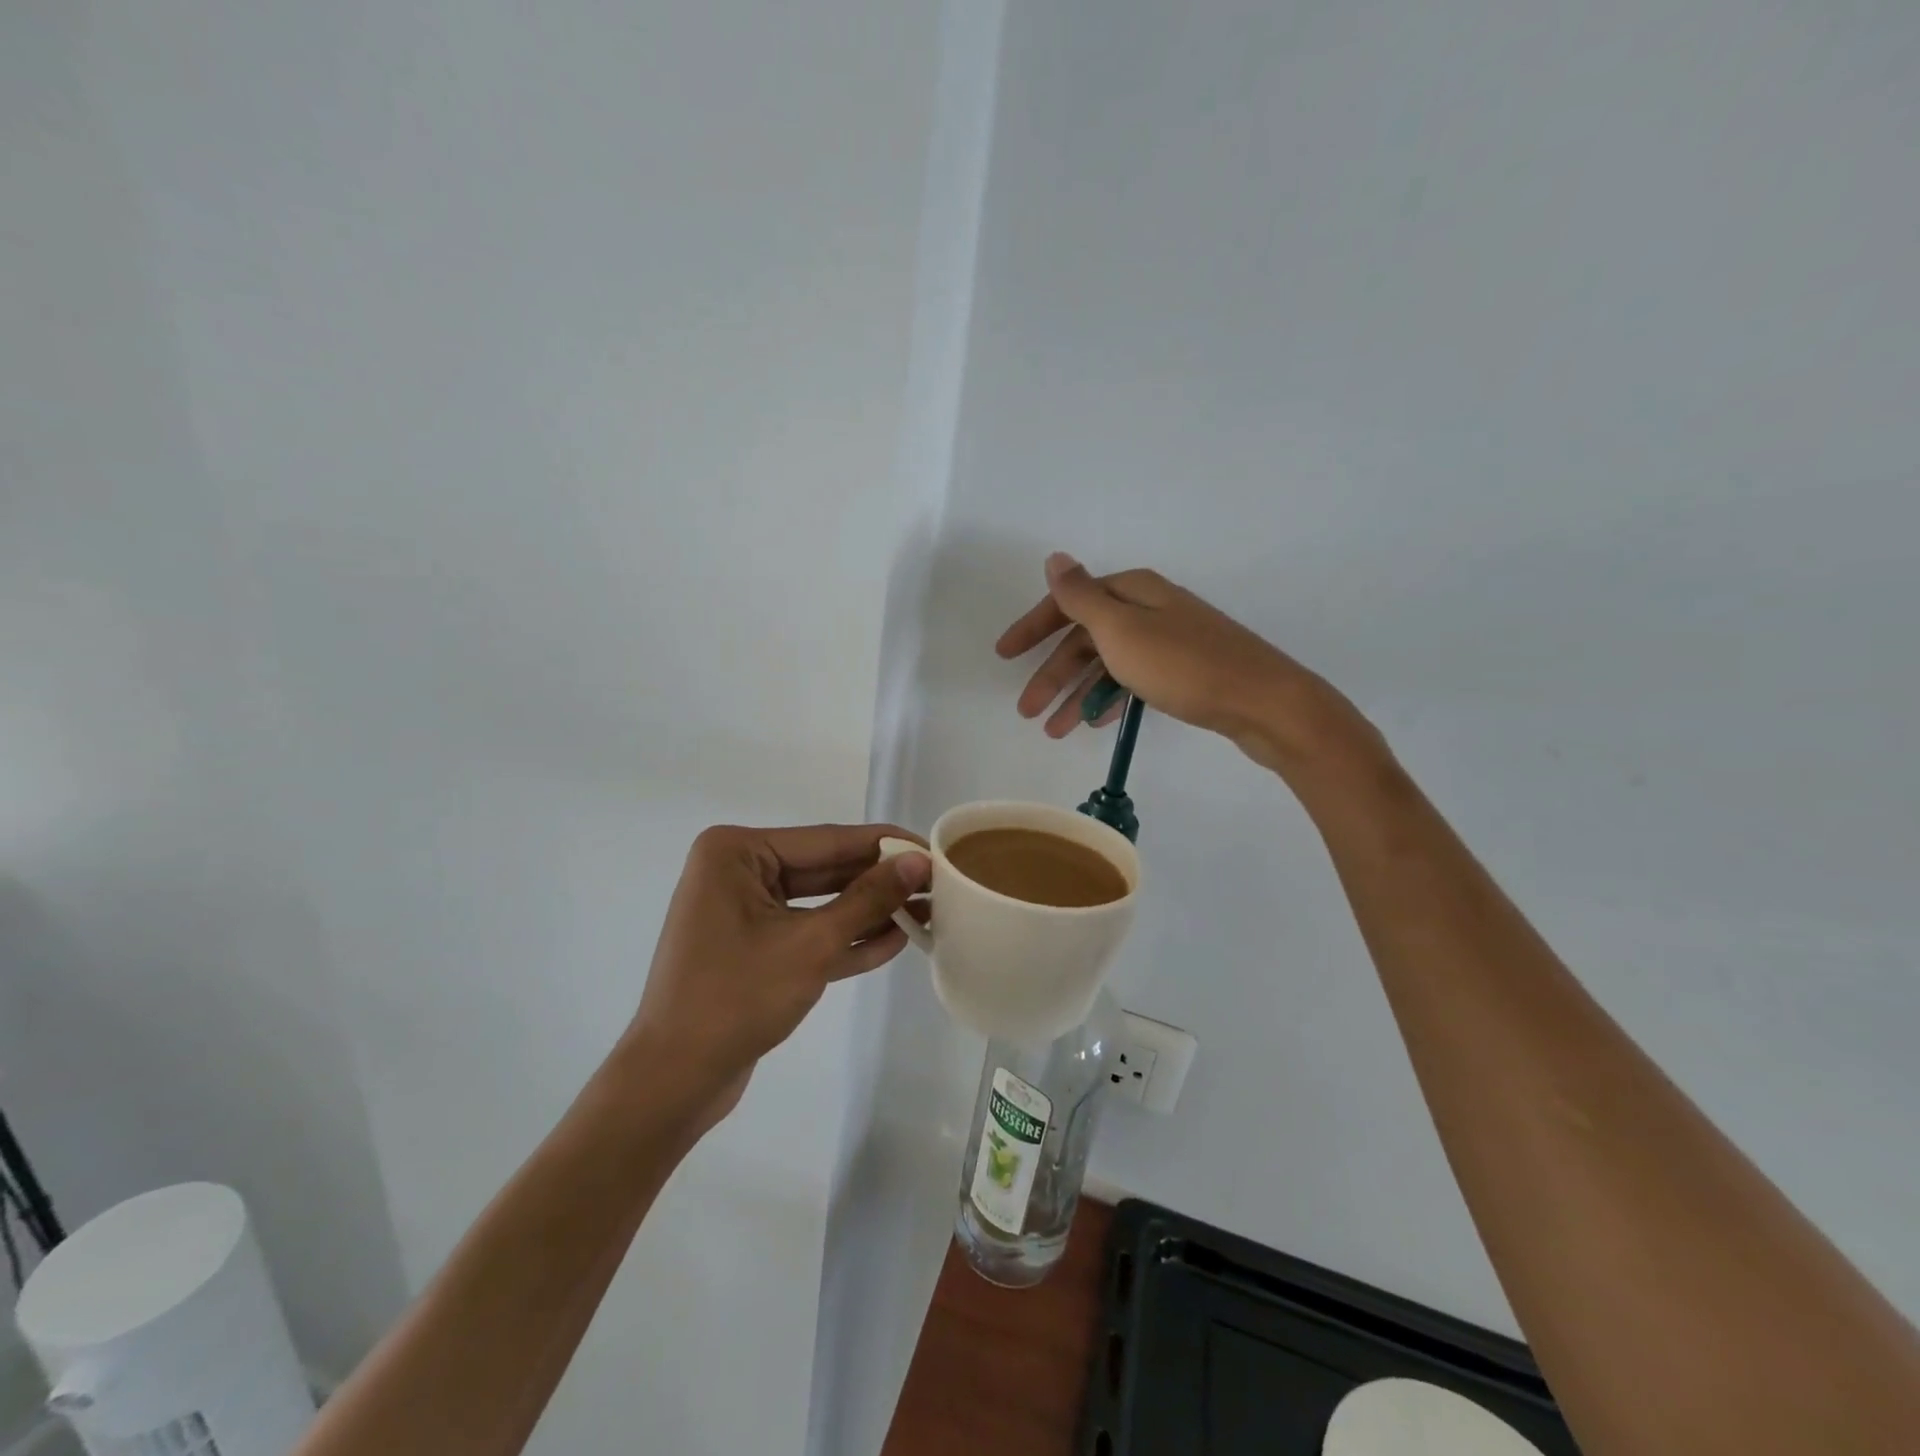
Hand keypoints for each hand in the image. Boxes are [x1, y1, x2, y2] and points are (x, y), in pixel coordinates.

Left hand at [624, 824, 929, 1131]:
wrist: (674, 1082)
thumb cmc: (736, 999)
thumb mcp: (811, 944)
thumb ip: (868, 900)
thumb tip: (917, 861)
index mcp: (737, 852)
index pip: (827, 840)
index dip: (884, 846)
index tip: (933, 849)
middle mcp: (738, 871)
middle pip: (825, 869)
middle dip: (879, 881)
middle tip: (936, 884)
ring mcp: (743, 910)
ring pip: (820, 902)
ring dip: (868, 911)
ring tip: (926, 911)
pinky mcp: (753, 947)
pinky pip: (806, 931)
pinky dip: (845, 938)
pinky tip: (894, 939)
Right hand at [996, 553, 1375, 774]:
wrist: (1264, 702)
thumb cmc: (1184, 666)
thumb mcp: (1121, 630)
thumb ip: (1081, 597)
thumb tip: (1054, 557)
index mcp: (1131, 591)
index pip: (1068, 603)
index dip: (1032, 628)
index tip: (1004, 655)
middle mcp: (1148, 608)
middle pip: (1085, 637)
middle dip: (1052, 674)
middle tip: (1027, 711)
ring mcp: (1168, 640)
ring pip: (1107, 663)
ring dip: (1077, 694)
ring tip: (1055, 731)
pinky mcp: (1184, 669)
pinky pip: (1132, 680)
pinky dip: (1110, 698)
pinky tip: (1096, 722)